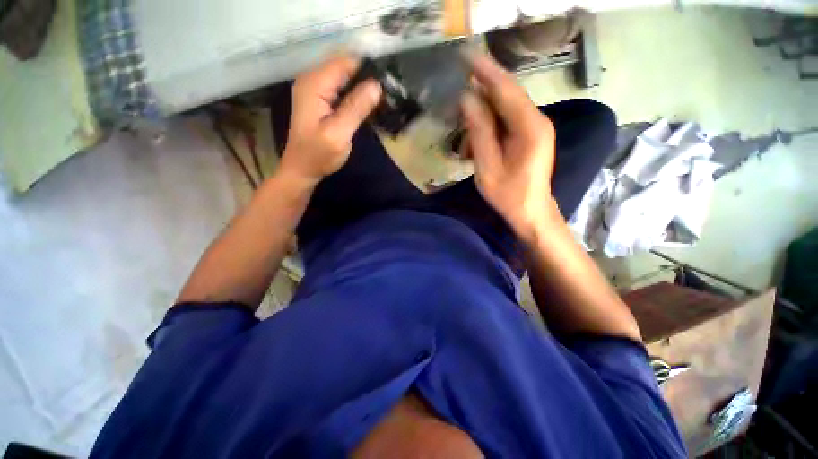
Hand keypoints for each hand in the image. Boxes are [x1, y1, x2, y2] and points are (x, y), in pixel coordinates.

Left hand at [280, 55, 381, 184]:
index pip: (345, 62)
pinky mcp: (320, 100)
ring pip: (345, 78)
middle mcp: (312, 80)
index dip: (368, 69)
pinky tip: (368, 106)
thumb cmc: (318, 155)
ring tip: (383, 100)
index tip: (389, 83)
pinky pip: (341, 89)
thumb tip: (377, 85)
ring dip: (363, 87)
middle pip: (345, 67)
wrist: (301, 169)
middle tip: (389, 94)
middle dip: (367, 77)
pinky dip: (356, 95)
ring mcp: (315, 89)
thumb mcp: (338, 133)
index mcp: (314, 84)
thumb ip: (356, 108)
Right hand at [460, 53, 559, 239]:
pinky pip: (505, 120)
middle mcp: (536, 120)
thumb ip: (479, 132)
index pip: (505, 90)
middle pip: (506, 95)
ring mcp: (534, 127)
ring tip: (465, 141)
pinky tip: (474, 144)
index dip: (485, 71)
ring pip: (504, 108)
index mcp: (529, 128)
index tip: (466, 55)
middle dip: (481, 91)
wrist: (530, 211)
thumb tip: (467, 99)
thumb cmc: (508, 194)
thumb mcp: (488, 166)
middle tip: (457, 93)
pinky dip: (488, 126)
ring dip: (481, 117)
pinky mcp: (529, 134)